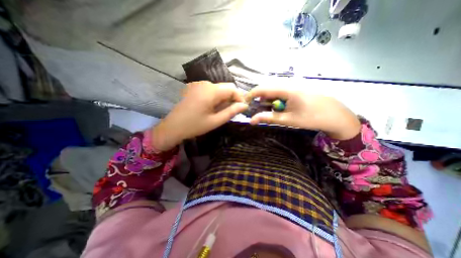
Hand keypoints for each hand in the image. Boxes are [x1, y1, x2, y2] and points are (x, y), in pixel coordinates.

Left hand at [152, 82, 248, 150]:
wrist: (172, 127)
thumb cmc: (194, 125)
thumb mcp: (215, 121)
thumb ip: (231, 112)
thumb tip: (244, 106)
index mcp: (211, 91)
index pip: (232, 88)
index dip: (240, 97)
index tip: (241, 108)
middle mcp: (205, 84)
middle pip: (226, 87)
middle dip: (232, 98)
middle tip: (232, 111)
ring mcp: (199, 85)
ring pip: (219, 88)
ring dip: (224, 98)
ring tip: (222, 111)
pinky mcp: (195, 88)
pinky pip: (211, 90)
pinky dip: (217, 97)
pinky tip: (213, 107)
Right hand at [248, 85, 359, 139]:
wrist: (336, 115)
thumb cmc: (312, 118)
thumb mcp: (288, 119)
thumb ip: (268, 118)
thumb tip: (252, 120)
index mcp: (286, 89)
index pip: (262, 88)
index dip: (251, 95)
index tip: (244, 103)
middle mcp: (288, 84)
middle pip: (267, 88)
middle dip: (258, 99)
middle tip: (255, 110)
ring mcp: (293, 85)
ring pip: (273, 90)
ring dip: (267, 100)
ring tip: (267, 110)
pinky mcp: (296, 88)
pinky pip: (281, 91)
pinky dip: (275, 99)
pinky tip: (278, 107)